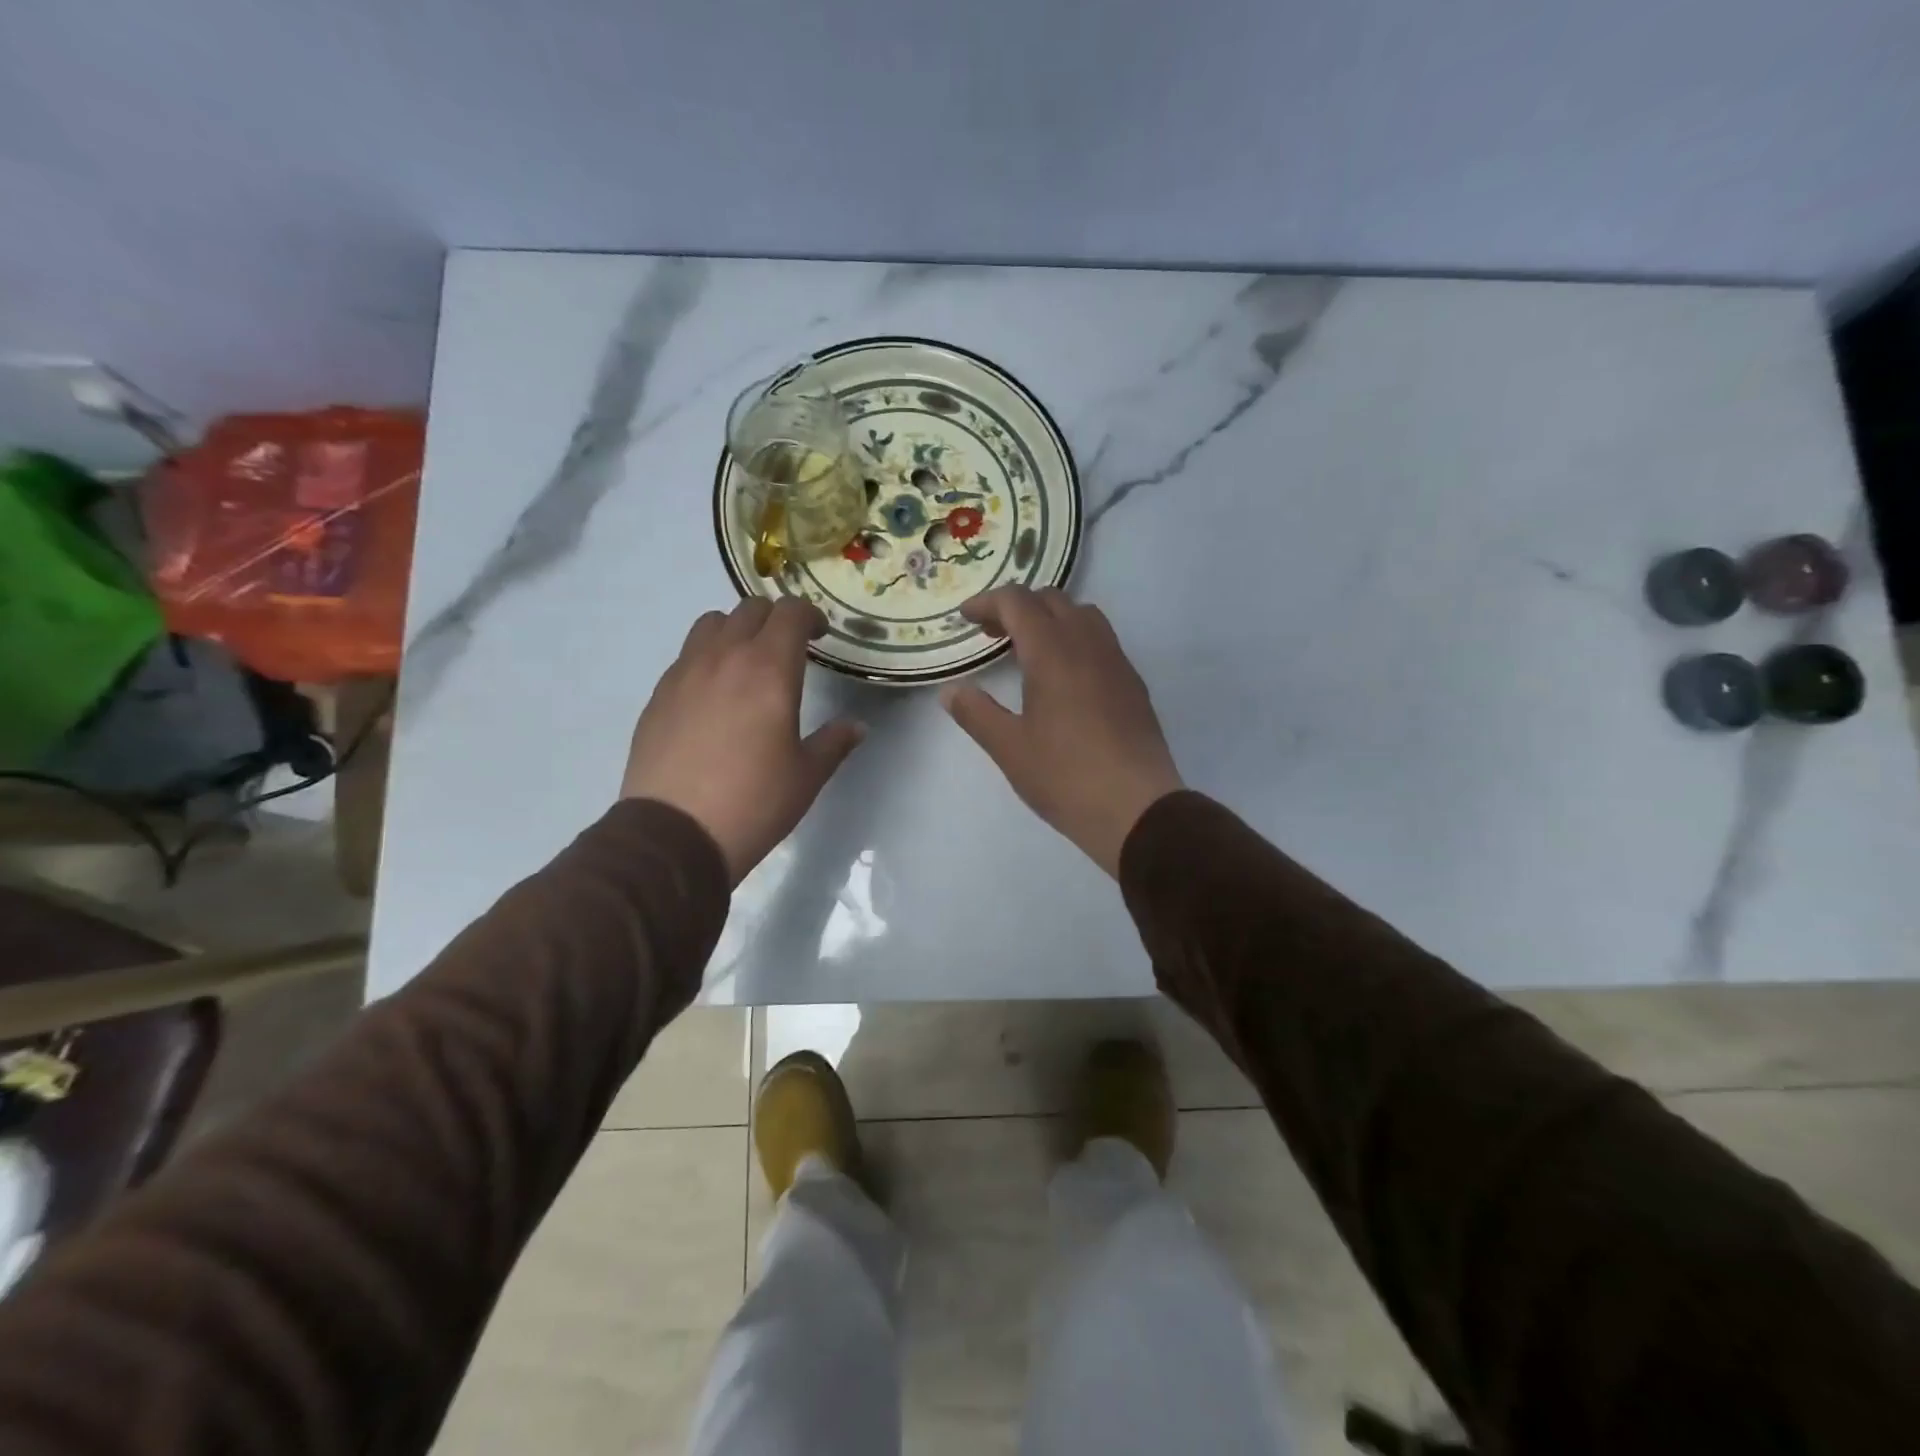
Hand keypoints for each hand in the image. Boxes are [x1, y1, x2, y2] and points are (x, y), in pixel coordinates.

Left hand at [622, 599, 864, 882]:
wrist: (674, 835)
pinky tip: (714, 695)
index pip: (790, 612)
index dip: (809, 615)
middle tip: (789, 648)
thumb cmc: (753, 802)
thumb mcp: (807, 776)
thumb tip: (856, 726)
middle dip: (775, 619)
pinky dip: (706, 658)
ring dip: (736, 630)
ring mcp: (684, 673)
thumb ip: (834, 742)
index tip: (819, 636)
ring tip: (746, 663)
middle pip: (750, 609)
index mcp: (769, 670)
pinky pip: (686, 656)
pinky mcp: (658, 695)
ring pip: (711, 624)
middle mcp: (724, 658)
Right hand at [941, 587, 1182, 876]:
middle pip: (1052, 600)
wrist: (1137, 808)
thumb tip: (950, 691)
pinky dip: (1075, 639)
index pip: (1018, 602)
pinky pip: (1102, 641)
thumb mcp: (1009, 748)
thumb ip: (976, 713)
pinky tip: (1065, 678)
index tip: (966, 618)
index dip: (988, 602)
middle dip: (1018, 607)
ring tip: (1029, 650)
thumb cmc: (1065, 776)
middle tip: (992, 634)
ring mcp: (1117, 662)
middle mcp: (1088, 645)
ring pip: (1083, 615)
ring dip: (1051, 619)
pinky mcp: (1133, 684)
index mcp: (1053, 653)